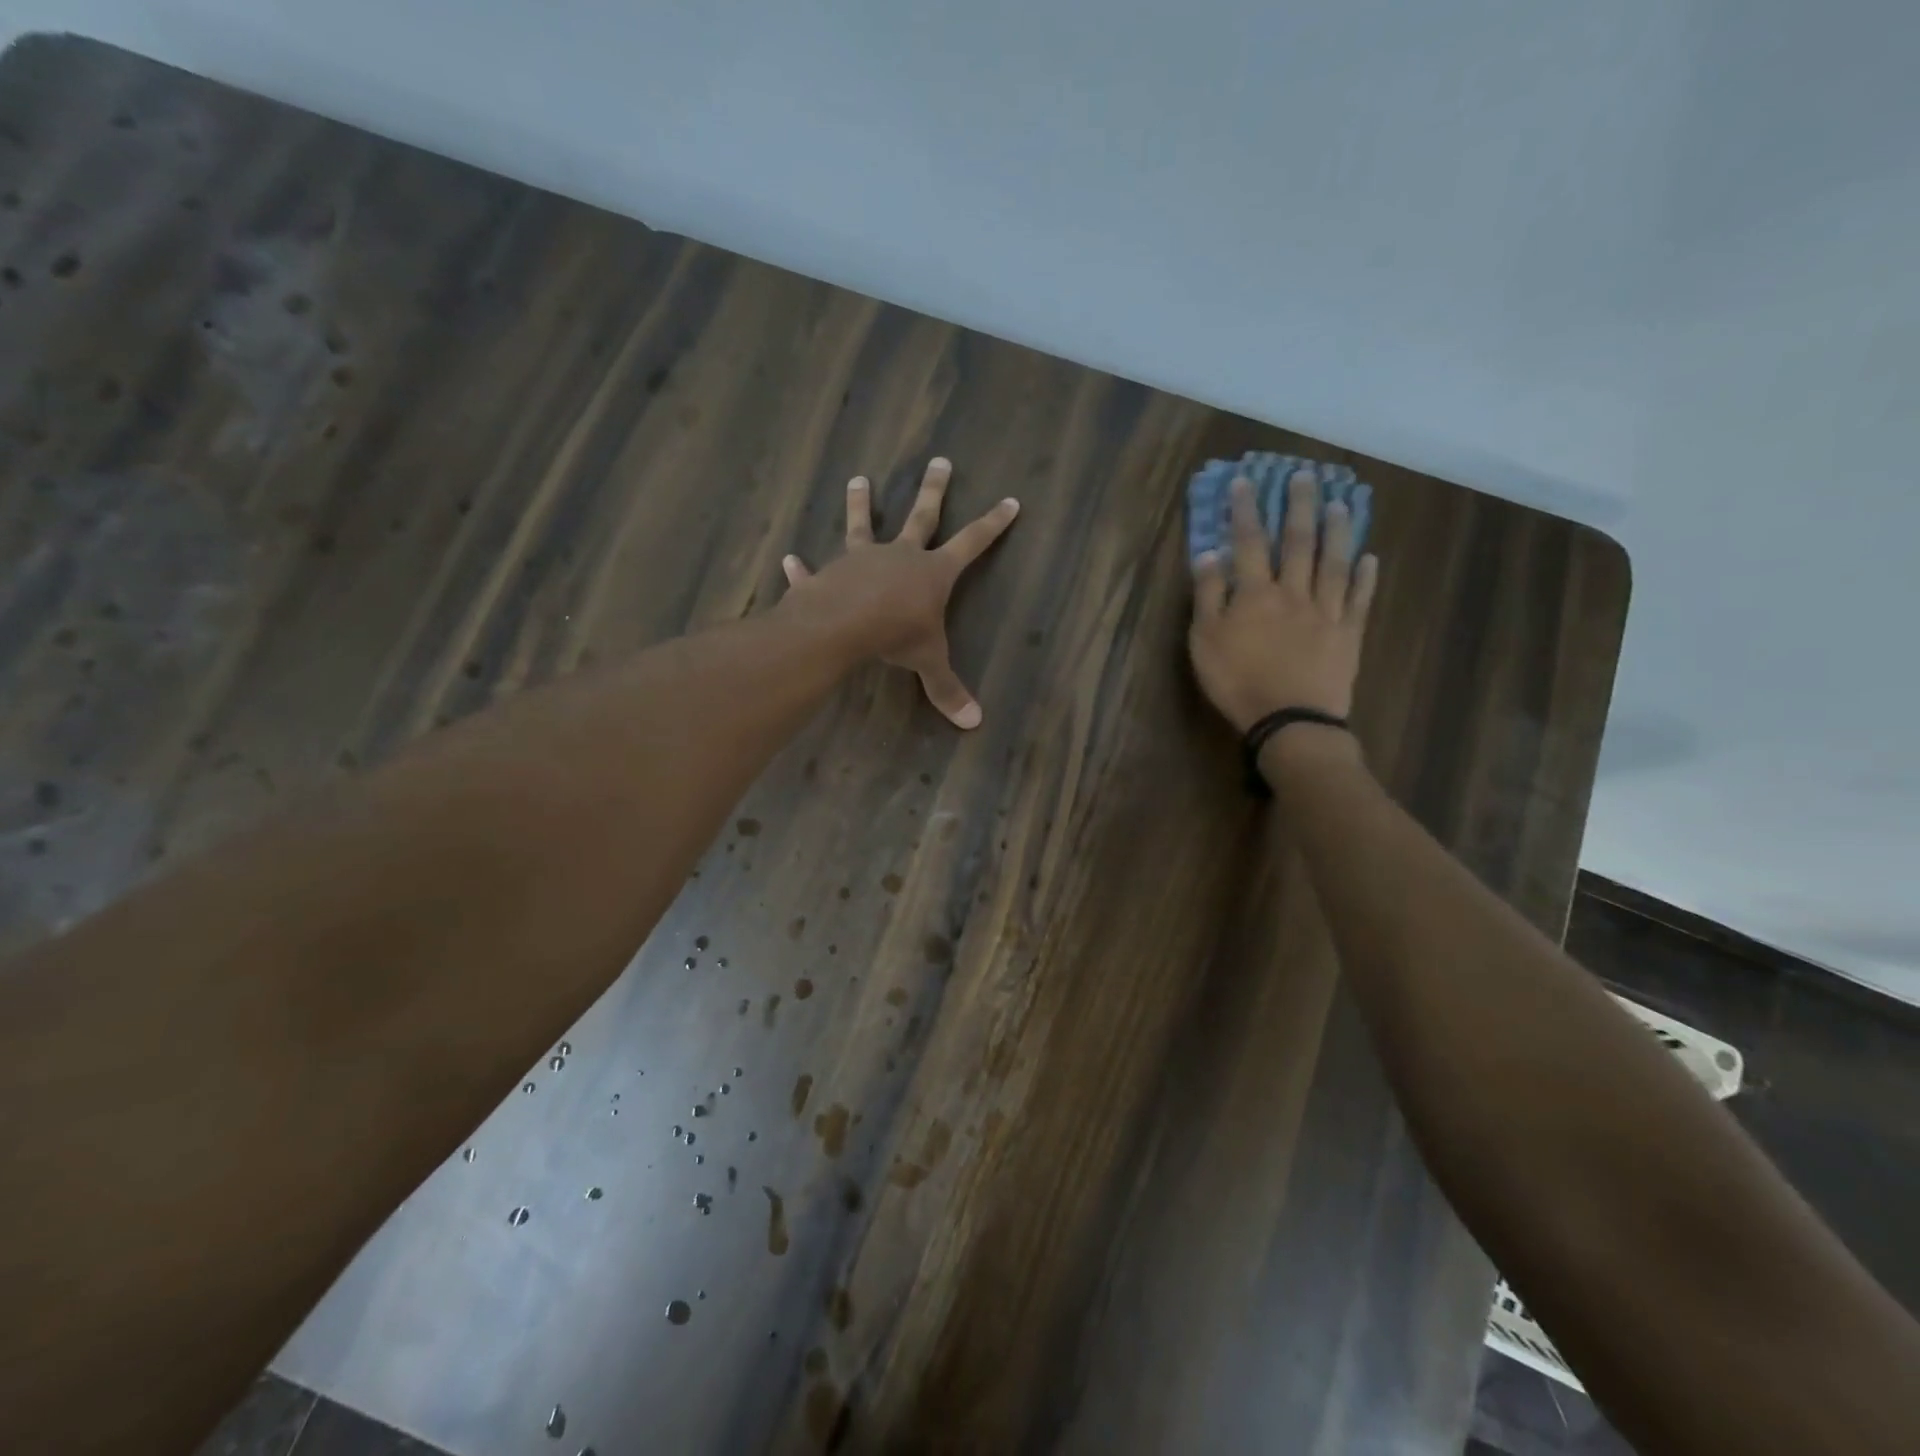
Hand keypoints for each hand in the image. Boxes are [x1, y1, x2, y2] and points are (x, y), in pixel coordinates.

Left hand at [781, 458, 1019, 728]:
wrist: (844, 625)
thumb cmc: (896, 635)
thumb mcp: (928, 662)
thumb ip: (947, 689)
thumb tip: (974, 723)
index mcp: (933, 571)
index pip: (972, 543)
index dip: (993, 524)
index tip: (1010, 501)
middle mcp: (900, 555)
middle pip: (923, 516)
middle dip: (934, 490)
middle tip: (940, 460)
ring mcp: (862, 560)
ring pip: (864, 525)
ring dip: (861, 504)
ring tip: (857, 479)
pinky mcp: (829, 573)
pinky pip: (814, 571)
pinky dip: (803, 569)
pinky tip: (790, 561)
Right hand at [1188, 472, 1377, 733]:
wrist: (1290, 718)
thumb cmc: (1237, 681)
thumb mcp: (1204, 641)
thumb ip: (1208, 596)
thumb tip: (1210, 555)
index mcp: (1255, 594)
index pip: (1249, 542)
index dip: (1246, 511)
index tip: (1246, 482)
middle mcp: (1294, 593)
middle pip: (1299, 543)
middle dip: (1299, 507)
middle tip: (1306, 476)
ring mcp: (1326, 612)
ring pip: (1333, 563)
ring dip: (1337, 531)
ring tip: (1341, 504)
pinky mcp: (1348, 634)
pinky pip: (1359, 599)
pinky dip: (1365, 577)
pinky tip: (1370, 558)